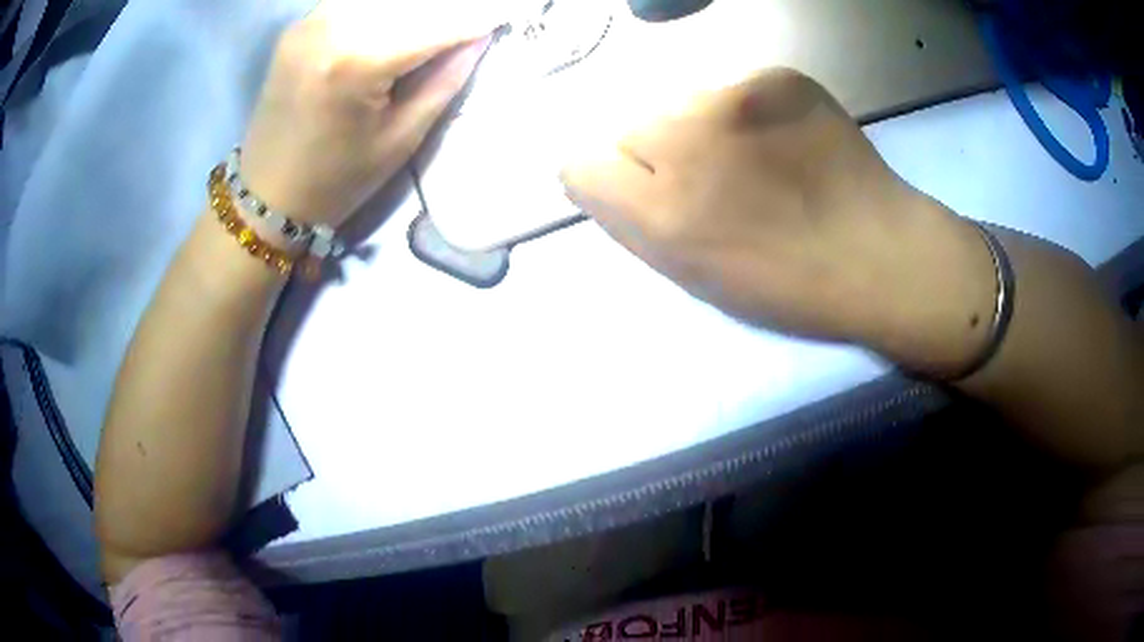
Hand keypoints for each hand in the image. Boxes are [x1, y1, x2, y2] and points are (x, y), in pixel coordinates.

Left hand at [239, 0, 501, 228]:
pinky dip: (385, 7)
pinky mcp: (299, 25)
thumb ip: (445, 79)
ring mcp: (309, 21)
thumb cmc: (335, 181)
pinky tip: (402, 18)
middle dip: (450, 7)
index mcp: (355, 61)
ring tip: (442, 20)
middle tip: (477, 16)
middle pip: (410, 0)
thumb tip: (480, 37)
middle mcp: (329, 26)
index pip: (436, 22)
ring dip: (418, 6)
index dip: (478, 17)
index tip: (509, 14)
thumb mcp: (401, 139)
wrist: (266, 196)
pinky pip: (354, 1)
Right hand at [561, 69, 997, 376]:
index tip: (643, 194)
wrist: (880, 253)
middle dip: (659, 156)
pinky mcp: (778, 77)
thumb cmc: (787, 284)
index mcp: (665, 211)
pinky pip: (733, 89)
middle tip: (715, 183)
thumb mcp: (695, 276)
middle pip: (633, 127)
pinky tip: (784, 142)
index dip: (608, 180)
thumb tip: (595, 174)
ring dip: (701, 129)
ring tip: (755, 161)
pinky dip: (747, 113)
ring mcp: (738, 98)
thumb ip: (633, 222)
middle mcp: (689, 141)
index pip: (582, 165)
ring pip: (682, 103)